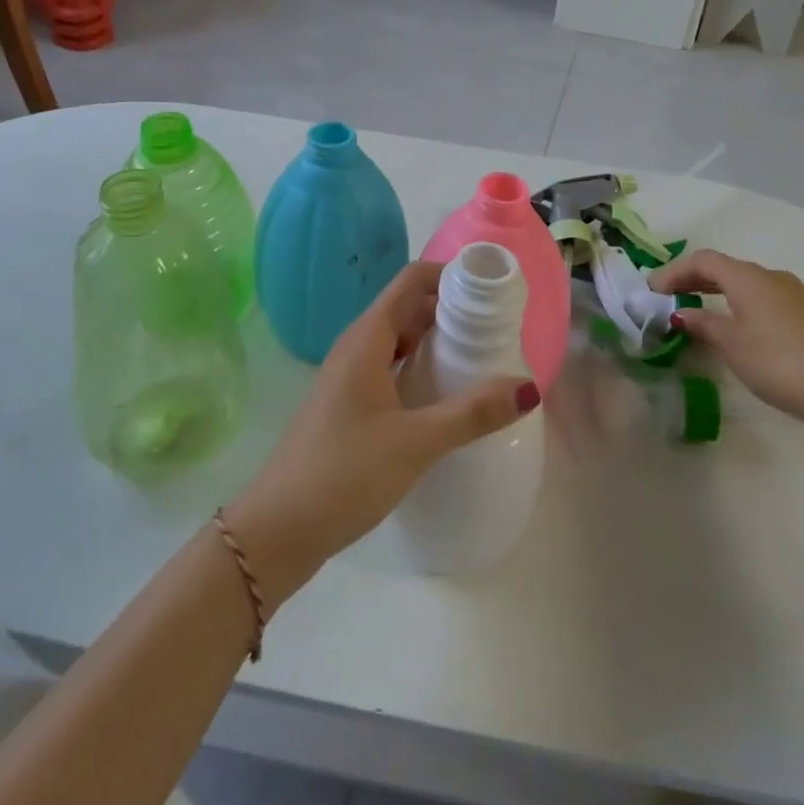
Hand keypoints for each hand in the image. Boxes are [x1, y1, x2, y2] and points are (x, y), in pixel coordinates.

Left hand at [225, 262, 539, 606]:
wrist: (276, 530)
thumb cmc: (343, 474)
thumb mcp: (415, 442)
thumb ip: (471, 413)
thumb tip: (528, 387)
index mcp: (367, 339)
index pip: (411, 281)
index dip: (450, 274)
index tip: (491, 287)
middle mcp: (356, 347)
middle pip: (408, 308)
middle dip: (451, 308)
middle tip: (498, 325)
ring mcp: (349, 378)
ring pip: (399, 341)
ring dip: (436, 341)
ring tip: (482, 357)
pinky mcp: (348, 406)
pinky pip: (391, 369)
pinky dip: (420, 369)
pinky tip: (445, 397)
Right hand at [650, 249, 803, 431]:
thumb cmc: (778, 362)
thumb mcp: (731, 344)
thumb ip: (703, 324)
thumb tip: (682, 313)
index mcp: (748, 277)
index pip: (702, 260)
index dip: (674, 271)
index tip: (652, 292)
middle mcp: (770, 276)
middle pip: (723, 268)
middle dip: (692, 280)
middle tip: (667, 299)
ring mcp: (792, 294)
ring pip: (743, 283)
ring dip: (715, 292)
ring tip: (694, 312)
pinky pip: (760, 297)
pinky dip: (736, 303)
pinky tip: (731, 326)